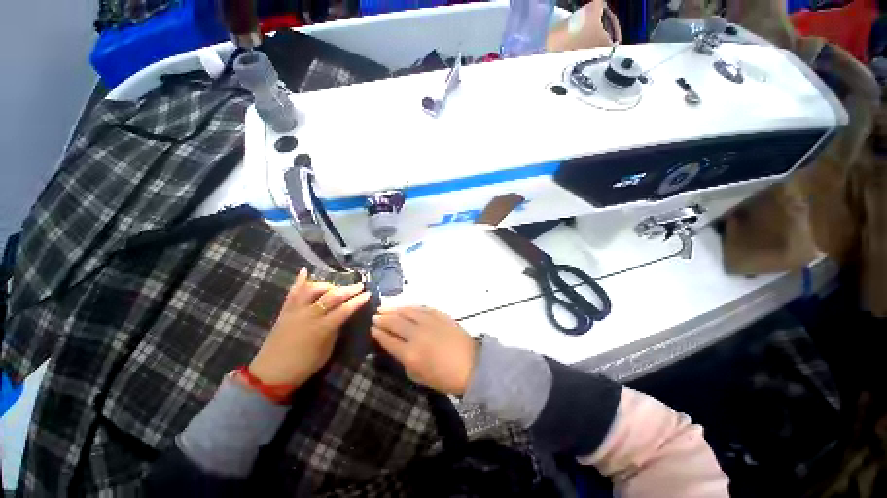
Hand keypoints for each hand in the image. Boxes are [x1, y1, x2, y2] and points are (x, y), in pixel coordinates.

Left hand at [248, 268, 370, 390]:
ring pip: (312, 290)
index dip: (357, 301)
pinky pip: (292, 293)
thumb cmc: (303, 366)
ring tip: (336, 286)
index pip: (344, 310)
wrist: (270, 374)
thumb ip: (335, 330)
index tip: (368, 294)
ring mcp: (295, 311)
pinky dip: (299, 281)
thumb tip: (342, 317)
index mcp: (321, 328)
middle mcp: (309, 315)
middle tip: (359, 285)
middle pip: (331, 297)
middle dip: (348, 289)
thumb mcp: (326, 351)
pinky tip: (305, 271)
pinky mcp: (284, 311)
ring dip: (327, 285)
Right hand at [371, 306, 476, 394]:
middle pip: (395, 323)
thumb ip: (405, 361)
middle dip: (383, 318)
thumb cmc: (444, 377)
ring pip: (407, 312)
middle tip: (375, 316)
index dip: (378, 333)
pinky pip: (422, 308)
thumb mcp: (419, 376)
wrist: (471, 365)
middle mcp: (417, 335)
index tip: (372, 328)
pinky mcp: (440, 316)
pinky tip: (405, 307)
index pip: (388, 340)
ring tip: (385, 308)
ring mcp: (429, 322)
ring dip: (394, 309)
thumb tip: (398, 347)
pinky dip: (411, 307)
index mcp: (410, 354)